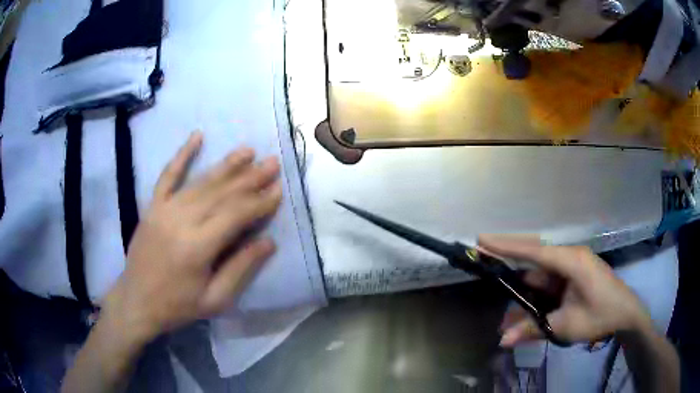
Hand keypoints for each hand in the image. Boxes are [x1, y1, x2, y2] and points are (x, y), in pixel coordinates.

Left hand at [102, 132, 282, 343]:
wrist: (136, 301)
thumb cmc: (177, 306)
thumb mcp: (215, 299)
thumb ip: (240, 268)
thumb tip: (269, 242)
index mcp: (197, 247)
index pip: (235, 216)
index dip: (259, 202)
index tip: (279, 189)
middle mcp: (181, 221)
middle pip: (221, 193)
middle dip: (250, 178)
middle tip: (272, 163)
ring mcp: (163, 209)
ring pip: (201, 182)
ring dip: (227, 165)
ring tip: (249, 151)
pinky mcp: (152, 206)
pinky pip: (167, 176)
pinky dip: (182, 155)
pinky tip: (197, 136)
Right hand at [478, 235, 652, 346]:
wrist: (626, 315)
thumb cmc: (600, 316)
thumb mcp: (566, 326)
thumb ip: (533, 330)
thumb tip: (502, 340)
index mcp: (571, 261)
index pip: (533, 251)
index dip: (507, 246)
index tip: (482, 240)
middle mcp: (570, 258)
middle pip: (534, 255)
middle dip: (509, 258)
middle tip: (483, 257)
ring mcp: (572, 267)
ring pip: (540, 275)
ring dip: (523, 293)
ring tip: (506, 314)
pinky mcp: (573, 277)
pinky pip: (549, 283)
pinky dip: (535, 297)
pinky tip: (525, 314)